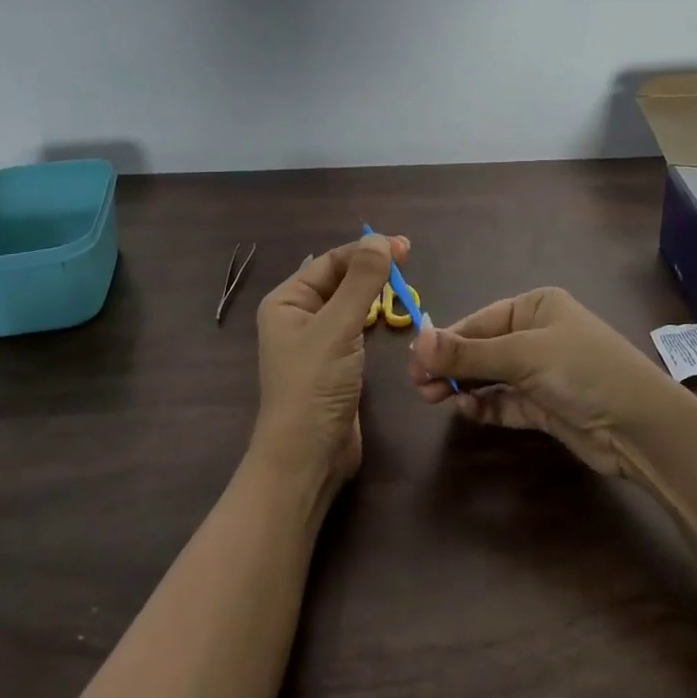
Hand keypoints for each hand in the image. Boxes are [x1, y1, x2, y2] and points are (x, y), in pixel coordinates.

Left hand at [252, 233, 406, 487]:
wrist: (307, 458)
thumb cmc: (314, 386)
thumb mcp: (338, 328)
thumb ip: (361, 282)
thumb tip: (379, 239)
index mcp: (287, 301)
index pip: (330, 262)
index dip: (366, 250)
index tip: (404, 247)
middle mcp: (297, 316)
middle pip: (339, 279)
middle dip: (371, 268)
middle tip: (409, 261)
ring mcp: (316, 341)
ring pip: (349, 303)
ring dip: (374, 291)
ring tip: (405, 284)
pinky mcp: (334, 363)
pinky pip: (355, 327)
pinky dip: (373, 316)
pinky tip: (391, 315)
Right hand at [408, 287, 681, 477]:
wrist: (641, 427)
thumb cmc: (582, 371)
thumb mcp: (523, 355)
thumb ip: (469, 352)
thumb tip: (418, 340)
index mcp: (536, 306)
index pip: (479, 321)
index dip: (445, 340)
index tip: (414, 361)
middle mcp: (537, 334)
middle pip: (482, 348)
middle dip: (450, 365)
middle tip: (418, 385)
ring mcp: (542, 372)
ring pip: (490, 376)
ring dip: (463, 386)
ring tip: (431, 398)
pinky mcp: (545, 406)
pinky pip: (506, 402)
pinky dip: (485, 405)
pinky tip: (465, 410)